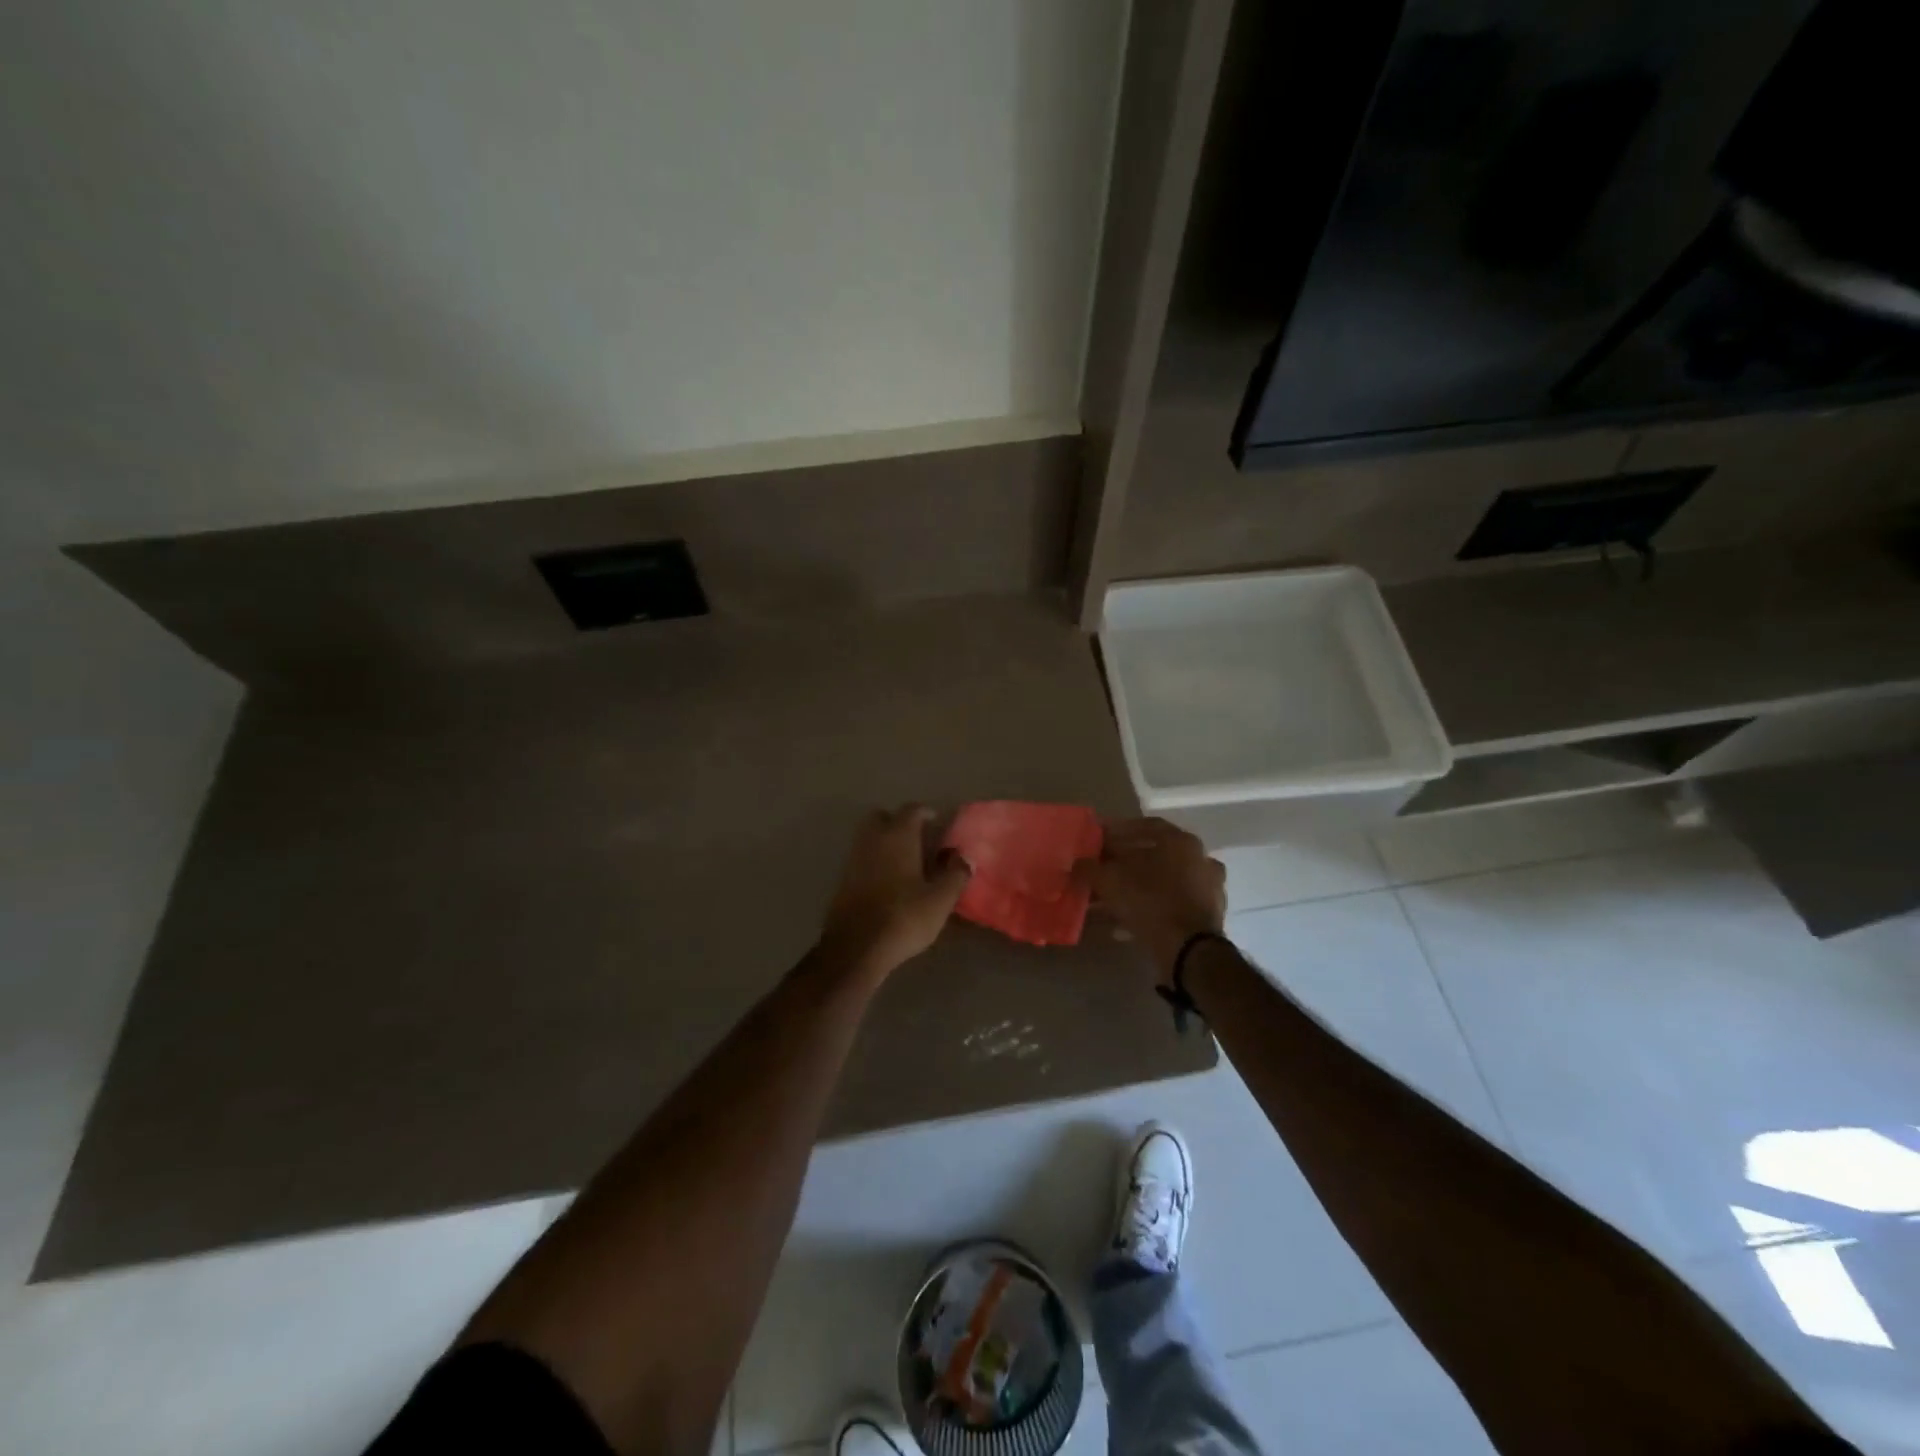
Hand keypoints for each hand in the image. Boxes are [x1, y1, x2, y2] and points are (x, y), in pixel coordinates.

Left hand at [818, 805, 971, 978]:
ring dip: (885, 842)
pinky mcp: (843, 879)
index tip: (937, 822)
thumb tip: (964, 858)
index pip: (912, 810)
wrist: (856, 947)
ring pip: (869, 837)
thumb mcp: (940, 900)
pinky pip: (862, 858)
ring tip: (906, 862)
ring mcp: (854, 858)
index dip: (926, 813)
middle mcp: (873, 839)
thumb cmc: (904, 917)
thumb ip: (955, 875)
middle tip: (918, 839)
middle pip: (882, 817)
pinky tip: (889, 881)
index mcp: (898, 836)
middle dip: (899, 822)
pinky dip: (875, 861)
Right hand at [1088, 817, 1225, 981]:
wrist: (1189, 950)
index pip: (1146, 826)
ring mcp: (1207, 889)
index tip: (1098, 839)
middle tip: (1100, 871)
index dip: (1118, 831)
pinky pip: (1168, 907)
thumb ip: (1090, 868)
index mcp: (1181, 841)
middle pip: (1154, 856)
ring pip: (1161, 884)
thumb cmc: (1150, 901)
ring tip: (1105, 902)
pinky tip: (1121, 925)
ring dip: (1132, 890)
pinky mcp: (1206, 917)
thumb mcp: (1110, 881)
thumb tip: (1078, 863)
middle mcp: (1199, 859)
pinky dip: (1145, 911)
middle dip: (1123, 864)